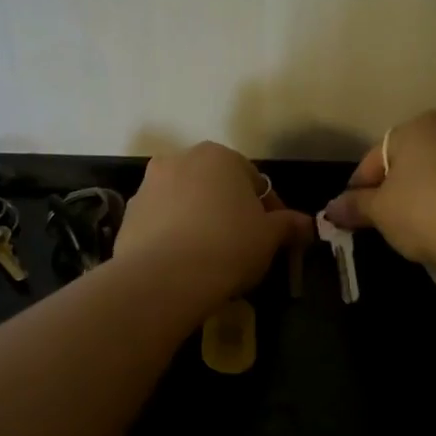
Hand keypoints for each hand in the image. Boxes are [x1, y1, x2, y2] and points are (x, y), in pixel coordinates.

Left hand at [115, 142, 313, 304]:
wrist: (164, 278)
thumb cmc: (228, 247)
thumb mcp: (269, 237)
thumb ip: (288, 225)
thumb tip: (307, 224)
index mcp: (218, 156)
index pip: (254, 180)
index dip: (269, 210)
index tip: (274, 237)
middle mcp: (179, 160)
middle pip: (215, 186)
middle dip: (230, 211)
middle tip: (243, 246)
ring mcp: (148, 186)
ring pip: (184, 203)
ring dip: (199, 221)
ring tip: (211, 258)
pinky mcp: (128, 216)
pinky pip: (160, 224)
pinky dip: (172, 237)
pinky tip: (183, 265)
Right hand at [321, 111, 435, 275]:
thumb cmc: (424, 213)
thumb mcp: (381, 212)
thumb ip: (355, 206)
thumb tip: (331, 209)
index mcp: (414, 127)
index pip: (374, 158)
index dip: (359, 187)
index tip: (352, 214)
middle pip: (411, 158)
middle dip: (396, 185)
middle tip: (387, 218)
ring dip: (429, 188)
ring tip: (422, 222)